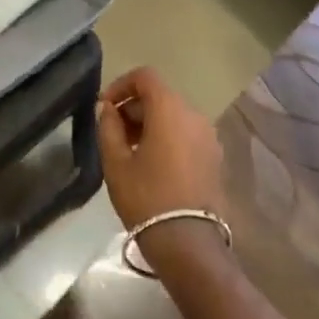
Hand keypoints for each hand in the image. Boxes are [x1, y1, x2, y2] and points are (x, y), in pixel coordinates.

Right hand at [96, 67, 224, 235]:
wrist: (188, 242)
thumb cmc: (146, 197)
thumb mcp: (116, 162)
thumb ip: (108, 127)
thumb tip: (107, 108)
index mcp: (169, 108)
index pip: (145, 76)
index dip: (121, 85)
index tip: (104, 107)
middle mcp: (194, 114)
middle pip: (160, 95)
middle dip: (133, 107)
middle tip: (112, 132)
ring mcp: (208, 135)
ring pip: (174, 115)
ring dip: (150, 122)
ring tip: (130, 150)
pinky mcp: (214, 156)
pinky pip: (186, 133)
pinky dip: (168, 136)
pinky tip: (152, 163)